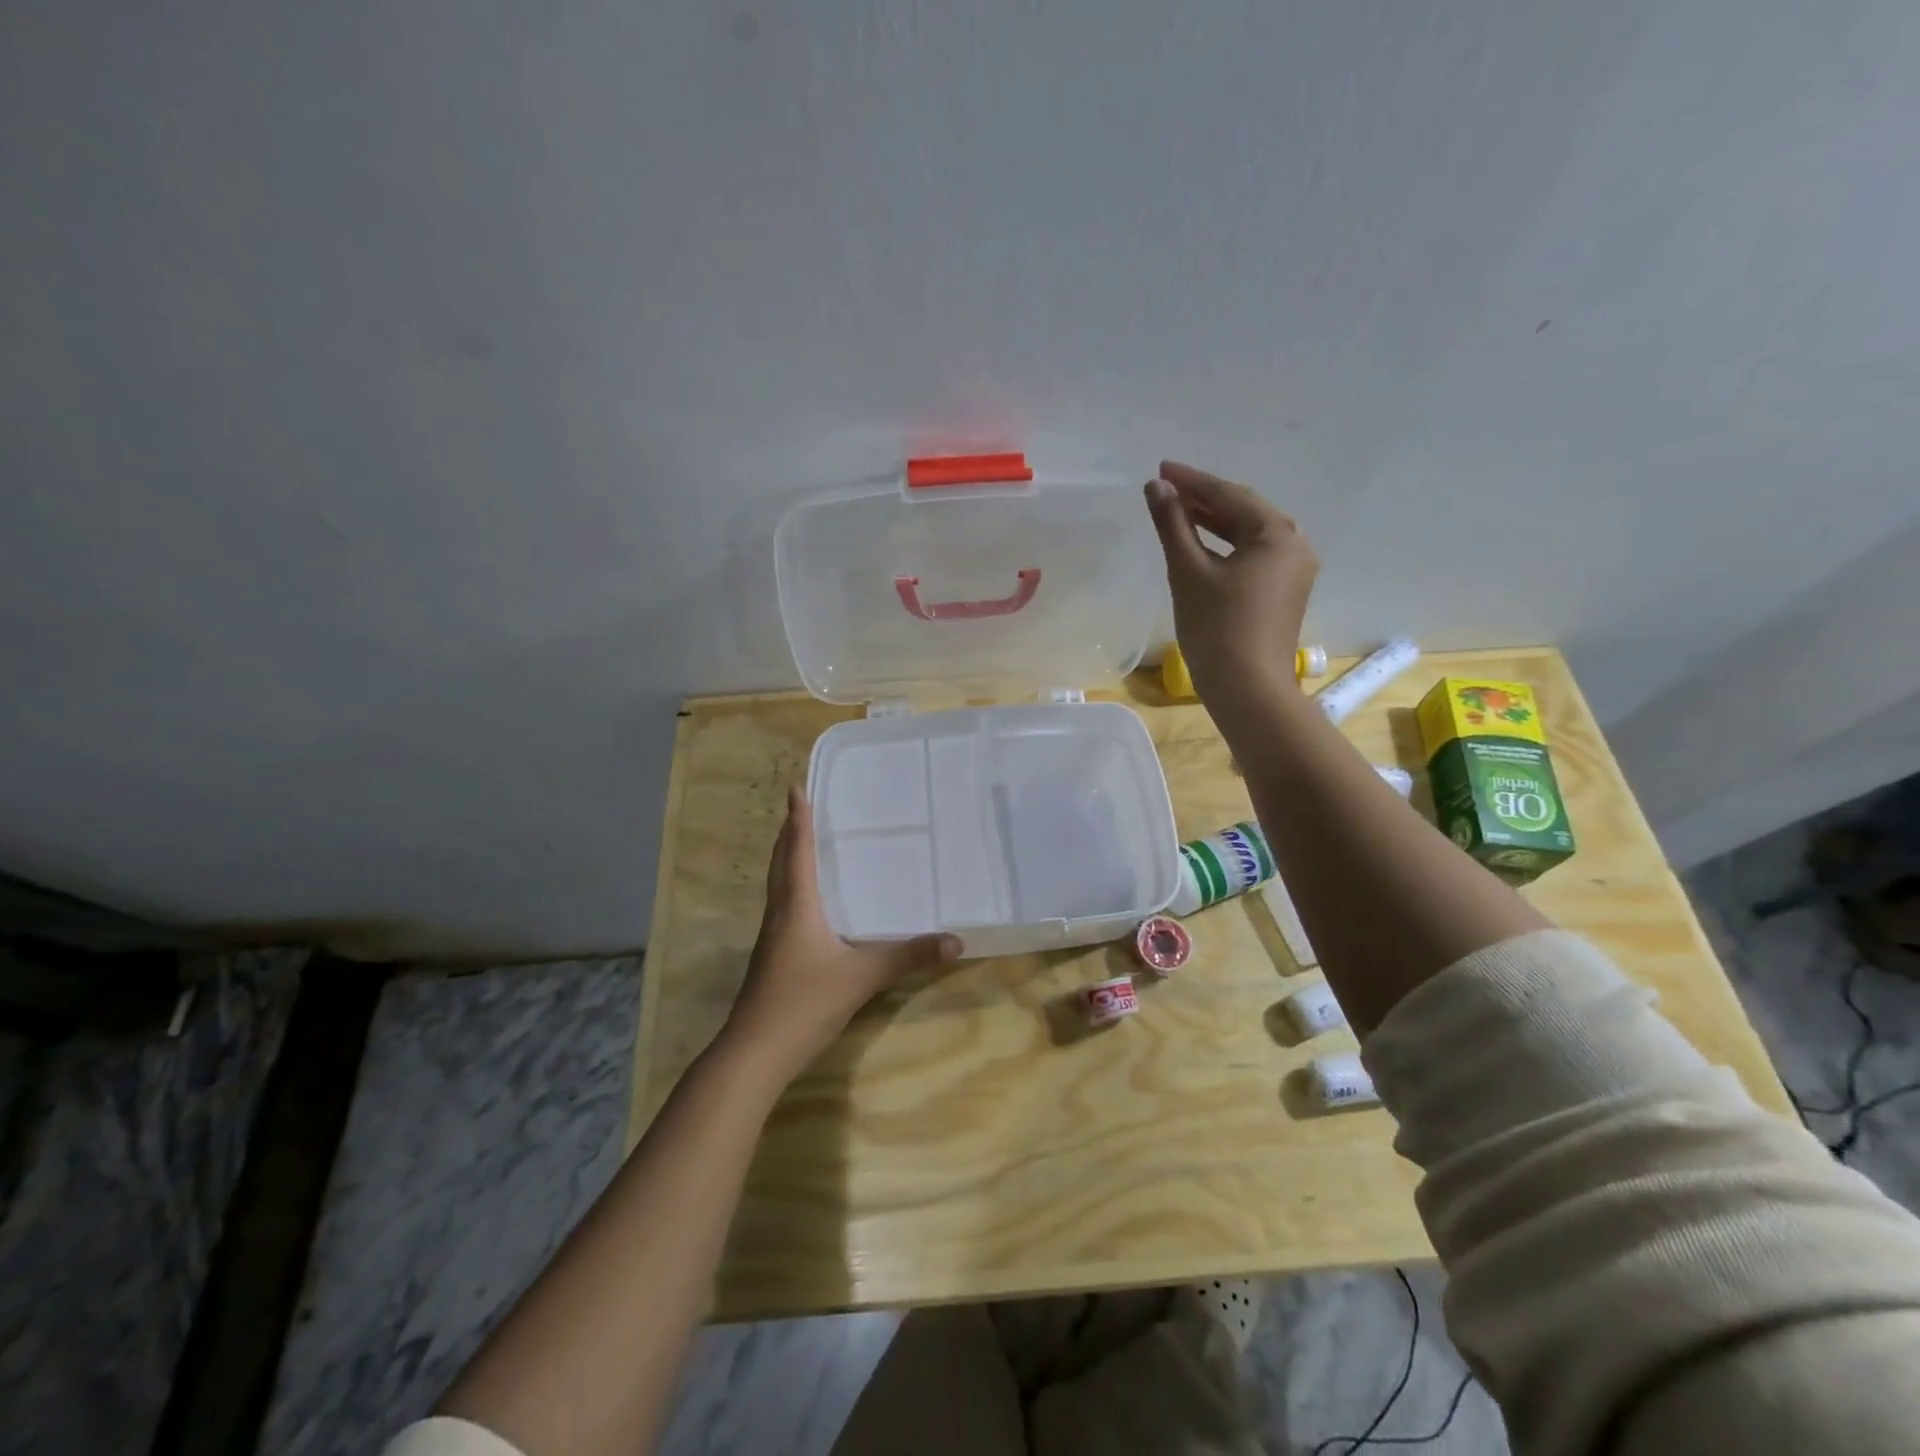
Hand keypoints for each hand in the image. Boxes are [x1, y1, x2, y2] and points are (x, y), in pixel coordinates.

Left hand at [723, 787, 959, 1081]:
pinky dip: (793, 887)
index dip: (799, 818)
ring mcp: (773, 936)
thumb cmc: (804, 1002)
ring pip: (778, 884)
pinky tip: (809, 902)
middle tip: (802, 808)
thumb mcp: (862, 977)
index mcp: (797, 905)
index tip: (796, 787)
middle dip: (790, 833)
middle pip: (781, 862)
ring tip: (804, 843)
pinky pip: (783, 906)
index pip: (798, 850)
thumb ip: (908, 957)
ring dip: (788, 858)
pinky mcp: (773, 956)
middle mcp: (781, 912)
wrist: (755, 1052)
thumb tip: (955, 941)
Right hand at [1145, 460, 1318, 710]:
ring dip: (1214, 521)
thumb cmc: (1216, 629)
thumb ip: (1173, 525)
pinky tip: (1200, 544)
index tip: (1160, 469)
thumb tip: (1156, 488)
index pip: (1230, 495)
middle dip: (1204, 498)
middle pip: (1244, 510)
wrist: (1248, 690)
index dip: (1192, 481)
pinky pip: (1253, 555)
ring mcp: (1294, 570)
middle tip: (1165, 487)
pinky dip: (1225, 545)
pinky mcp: (1284, 591)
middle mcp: (1295, 544)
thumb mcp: (1189, 573)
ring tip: (1177, 511)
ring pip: (1248, 534)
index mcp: (1277, 534)